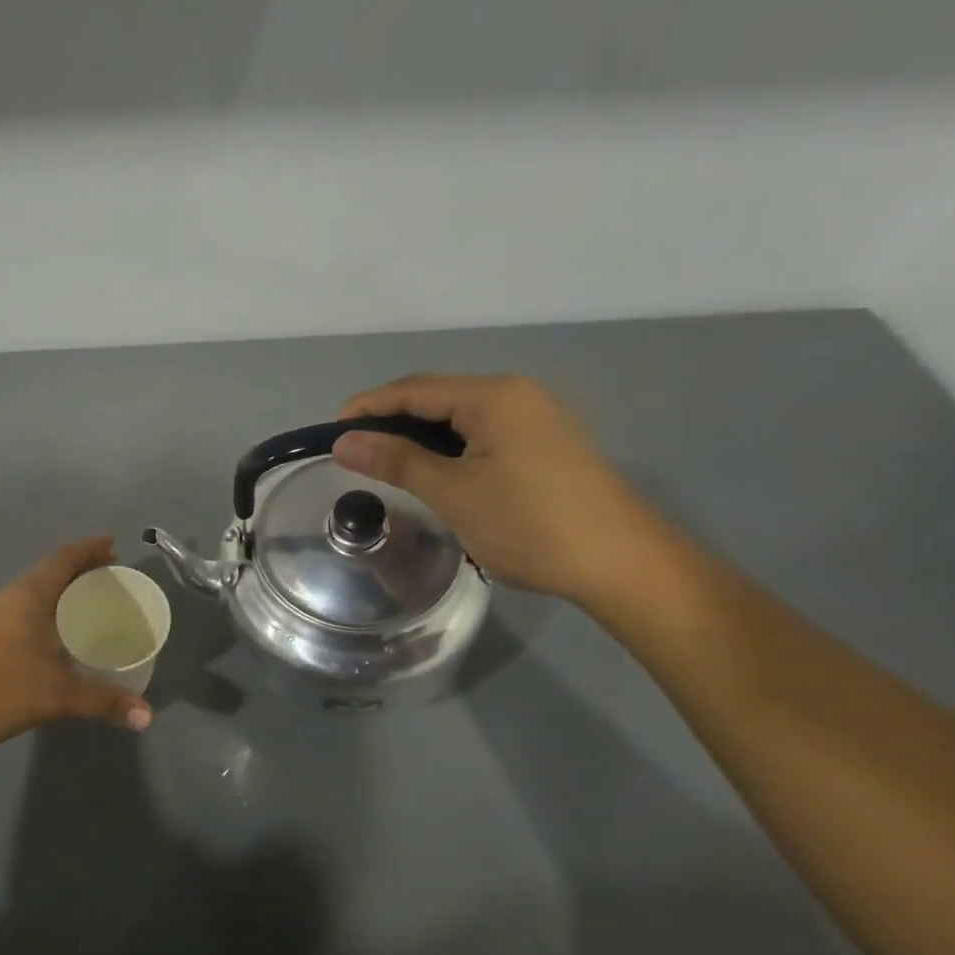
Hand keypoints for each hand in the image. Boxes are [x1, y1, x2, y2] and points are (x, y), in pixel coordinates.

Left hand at [0, 536, 153, 751]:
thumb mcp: (57, 695)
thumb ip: (103, 701)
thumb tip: (147, 715)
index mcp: (28, 596)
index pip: (64, 559)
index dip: (89, 550)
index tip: (113, 545)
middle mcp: (9, 597)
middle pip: (49, 572)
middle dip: (80, 571)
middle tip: (109, 578)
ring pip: (34, 592)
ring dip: (61, 592)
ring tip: (87, 606)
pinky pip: (22, 611)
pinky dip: (45, 612)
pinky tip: (53, 637)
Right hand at [332, 373, 666, 606]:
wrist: (624, 565)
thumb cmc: (530, 523)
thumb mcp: (453, 492)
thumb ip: (396, 461)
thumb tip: (343, 442)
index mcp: (493, 396)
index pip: (413, 389)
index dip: (367, 407)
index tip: (330, 435)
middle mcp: (516, 395)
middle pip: (436, 397)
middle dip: (390, 420)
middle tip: (354, 453)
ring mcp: (535, 419)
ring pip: (458, 417)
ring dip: (418, 436)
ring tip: (385, 465)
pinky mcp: (545, 445)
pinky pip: (481, 434)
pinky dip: (447, 448)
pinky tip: (434, 473)